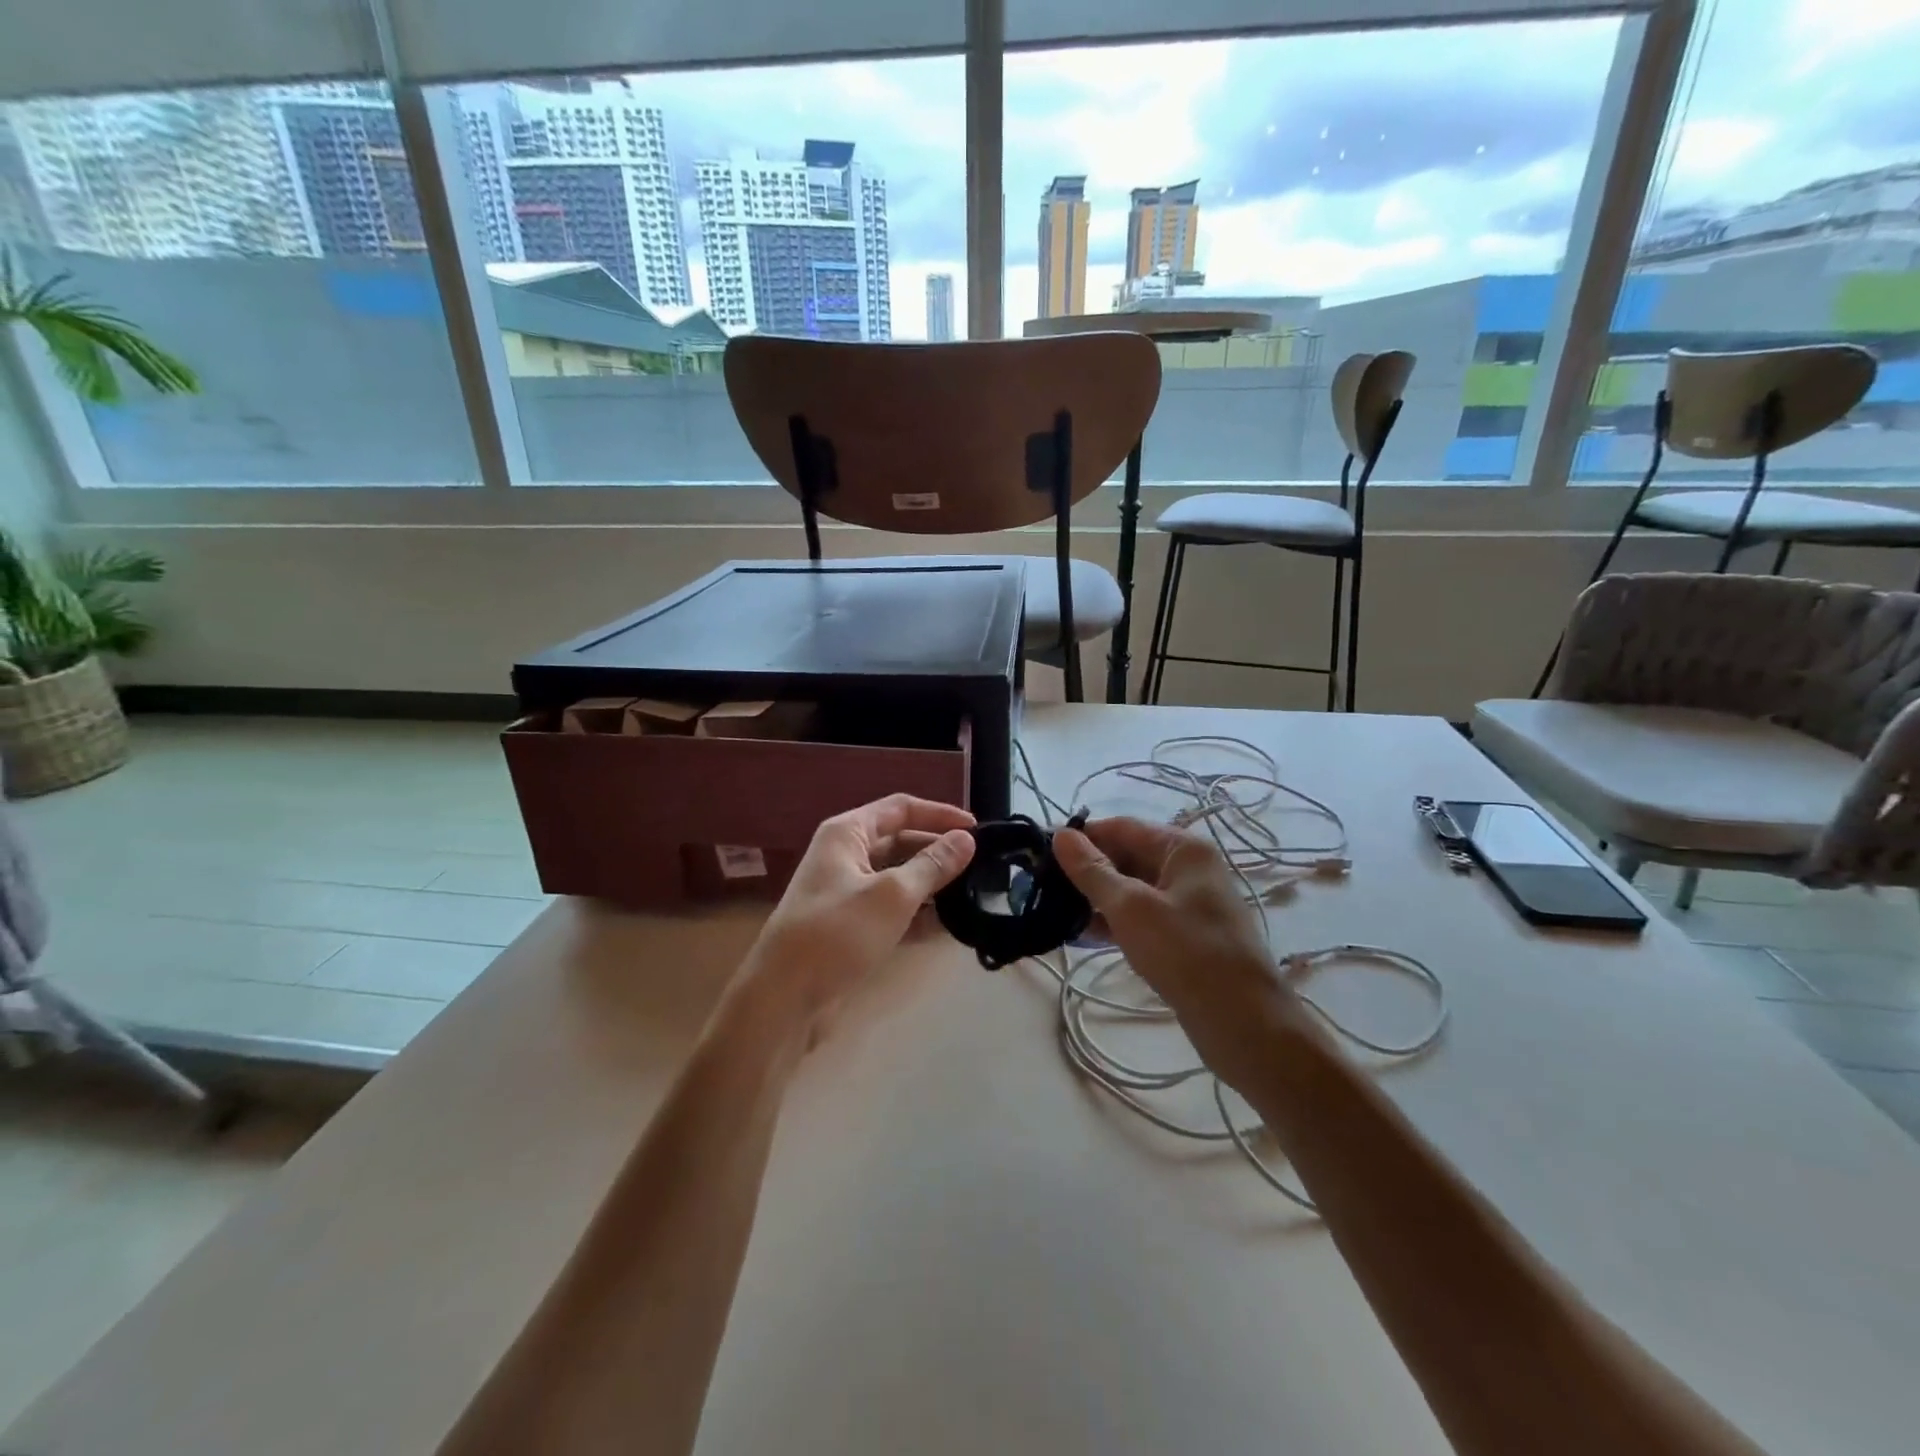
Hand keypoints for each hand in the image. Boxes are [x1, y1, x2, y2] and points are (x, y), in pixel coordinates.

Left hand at [733, 794, 975, 1038]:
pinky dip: (918, 914)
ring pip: (899, 877)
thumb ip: (933, 865)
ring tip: (973, 894)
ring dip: (932, 884)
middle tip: (981, 865)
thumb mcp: (892, 895)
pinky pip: (892, 908)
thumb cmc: (838, 932)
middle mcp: (846, 855)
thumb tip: (966, 839)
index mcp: (848, 833)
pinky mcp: (851, 926)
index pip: (901, 809)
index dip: (940, 814)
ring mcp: (847, 892)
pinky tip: (949, 925)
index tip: (977, 829)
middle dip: (939, 850)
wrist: (784, 997)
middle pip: (901, 841)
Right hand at [1054, 817, 1296, 1094]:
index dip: (1081, 837)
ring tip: (1055, 910)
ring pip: (1133, 888)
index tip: (1040, 852)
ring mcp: (1190, 903)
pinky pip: (1143, 915)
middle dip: (1087, 869)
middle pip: (1128, 855)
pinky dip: (1116, 920)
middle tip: (1042, 885)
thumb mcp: (1131, 908)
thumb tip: (1061, 835)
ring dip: (1097, 897)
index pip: (1121, 827)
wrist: (1244, 1023)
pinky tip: (1084, 933)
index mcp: (1183, 849)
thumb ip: (1092, 871)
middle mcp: (1189, 868)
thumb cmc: (1186, 952)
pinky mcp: (1187, 935)